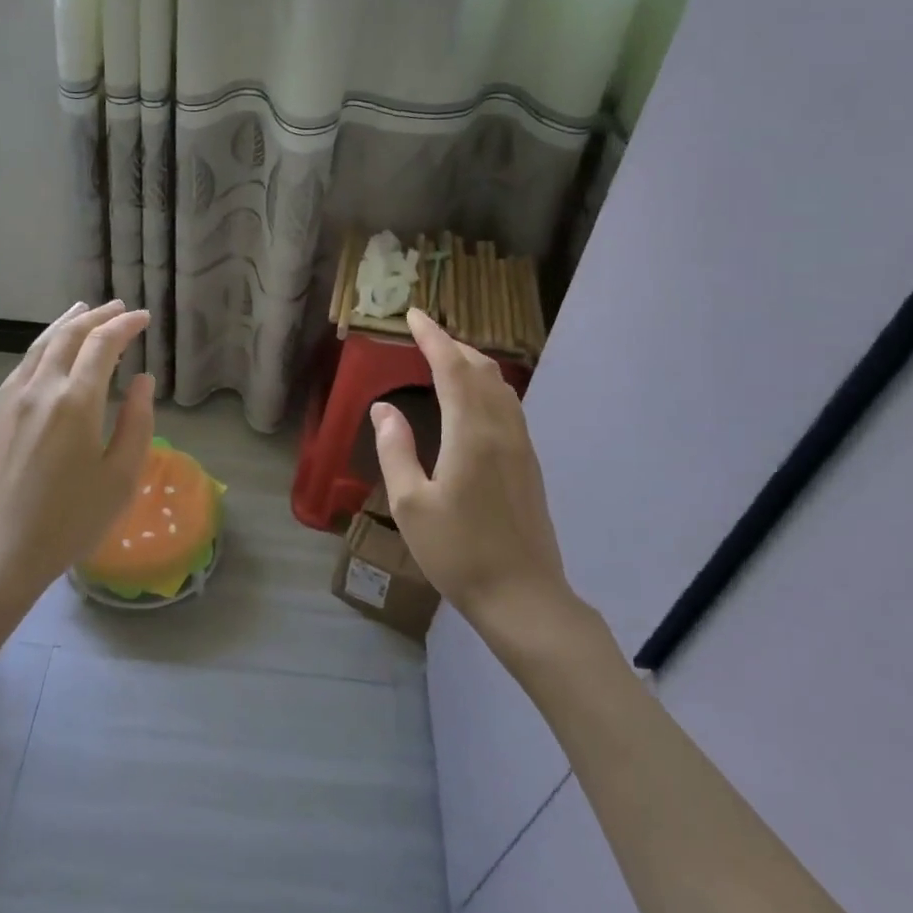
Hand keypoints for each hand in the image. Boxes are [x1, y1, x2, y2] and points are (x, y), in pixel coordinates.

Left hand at [0, 300, 154, 612]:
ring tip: (83, 310)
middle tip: (119, 307)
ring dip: (66, 323)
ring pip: (41, 345)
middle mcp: (40, 388)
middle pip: (69, 335)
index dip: (125, 325)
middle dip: (97, 316)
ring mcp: (11, 399)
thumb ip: (137, 423)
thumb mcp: (119, 479)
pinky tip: (49, 351)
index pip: (103, 344)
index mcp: (75, 401)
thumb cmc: (66, 523)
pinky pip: (23, 364)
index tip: (144, 318)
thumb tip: (143, 382)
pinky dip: (44, 344)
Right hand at [371, 308, 577, 632]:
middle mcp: (502, 429)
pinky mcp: (529, 463)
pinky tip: (473, 399)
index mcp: (471, 433)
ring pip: (500, 386)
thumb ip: (395, 450)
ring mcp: (521, 446)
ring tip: (446, 357)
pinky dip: (486, 386)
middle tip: (425, 334)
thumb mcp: (411, 504)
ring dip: (472, 363)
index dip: (432, 337)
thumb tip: (384, 408)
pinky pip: (508, 405)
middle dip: (453, 344)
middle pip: (481, 370)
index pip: (452, 368)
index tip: (414, 316)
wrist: (523, 597)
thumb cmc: (458, 553)